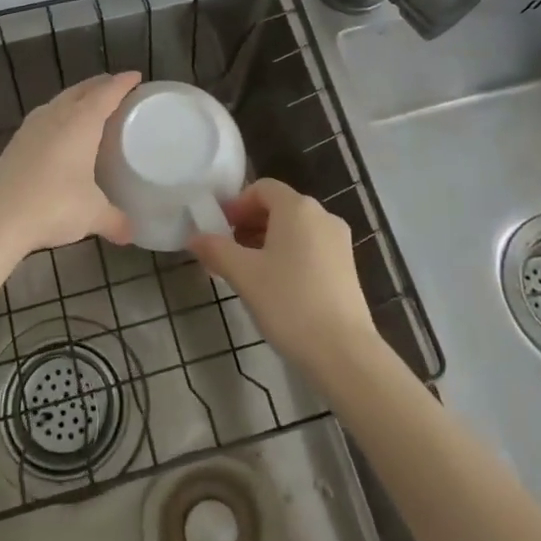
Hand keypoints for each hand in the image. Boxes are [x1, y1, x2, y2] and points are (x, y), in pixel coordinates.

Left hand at [0, 72, 140, 258]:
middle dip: (100, 85)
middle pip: (81, 90)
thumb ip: (116, 221)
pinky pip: (44, 116)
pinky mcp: (15, 143)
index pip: (106, 93)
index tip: (136, 76)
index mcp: (81, 123)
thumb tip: (132, 234)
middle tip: (117, 88)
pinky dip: (59, 114)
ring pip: (59, 101)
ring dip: (77, 97)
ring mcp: (31, 128)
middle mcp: (56, 116)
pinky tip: (59, 130)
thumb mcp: (92, 215)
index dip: (122, 83)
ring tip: (89, 105)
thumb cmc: (52, 206)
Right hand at [188, 178, 378, 379]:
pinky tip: (274, 284)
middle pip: (279, 207)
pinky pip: (310, 247)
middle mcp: (322, 216)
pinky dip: (288, 254)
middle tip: (226, 251)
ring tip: (246, 270)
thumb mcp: (244, 274)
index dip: (236, 204)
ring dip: (266, 240)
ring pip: (295, 229)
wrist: (343, 351)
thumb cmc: (288, 302)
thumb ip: (216, 250)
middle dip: (249, 223)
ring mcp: (338, 241)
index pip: (262, 188)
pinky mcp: (346, 266)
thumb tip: (193, 237)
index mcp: (298, 208)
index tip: (218, 229)